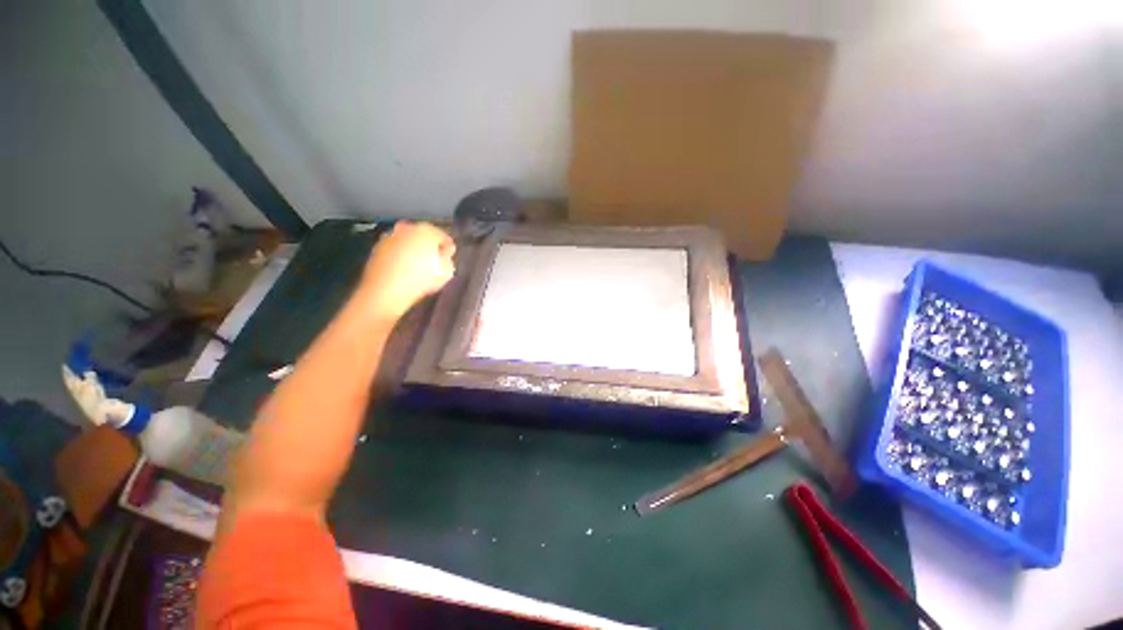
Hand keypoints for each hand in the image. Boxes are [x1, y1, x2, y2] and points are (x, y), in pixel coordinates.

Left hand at [358, 222, 455, 318]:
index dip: (448, 248)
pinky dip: (401, 256)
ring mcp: (390, 237)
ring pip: (408, 241)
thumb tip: (444, 256)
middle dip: (429, 246)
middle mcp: (407, 228)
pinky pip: (396, 249)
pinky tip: (404, 270)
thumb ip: (447, 260)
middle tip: (434, 261)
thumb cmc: (421, 279)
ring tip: (418, 267)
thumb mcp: (446, 272)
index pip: (443, 236)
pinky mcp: (377, 248)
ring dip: (414, 250)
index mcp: (426, 230)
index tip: (449, 258)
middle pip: (423, 235)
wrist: (386, 290)